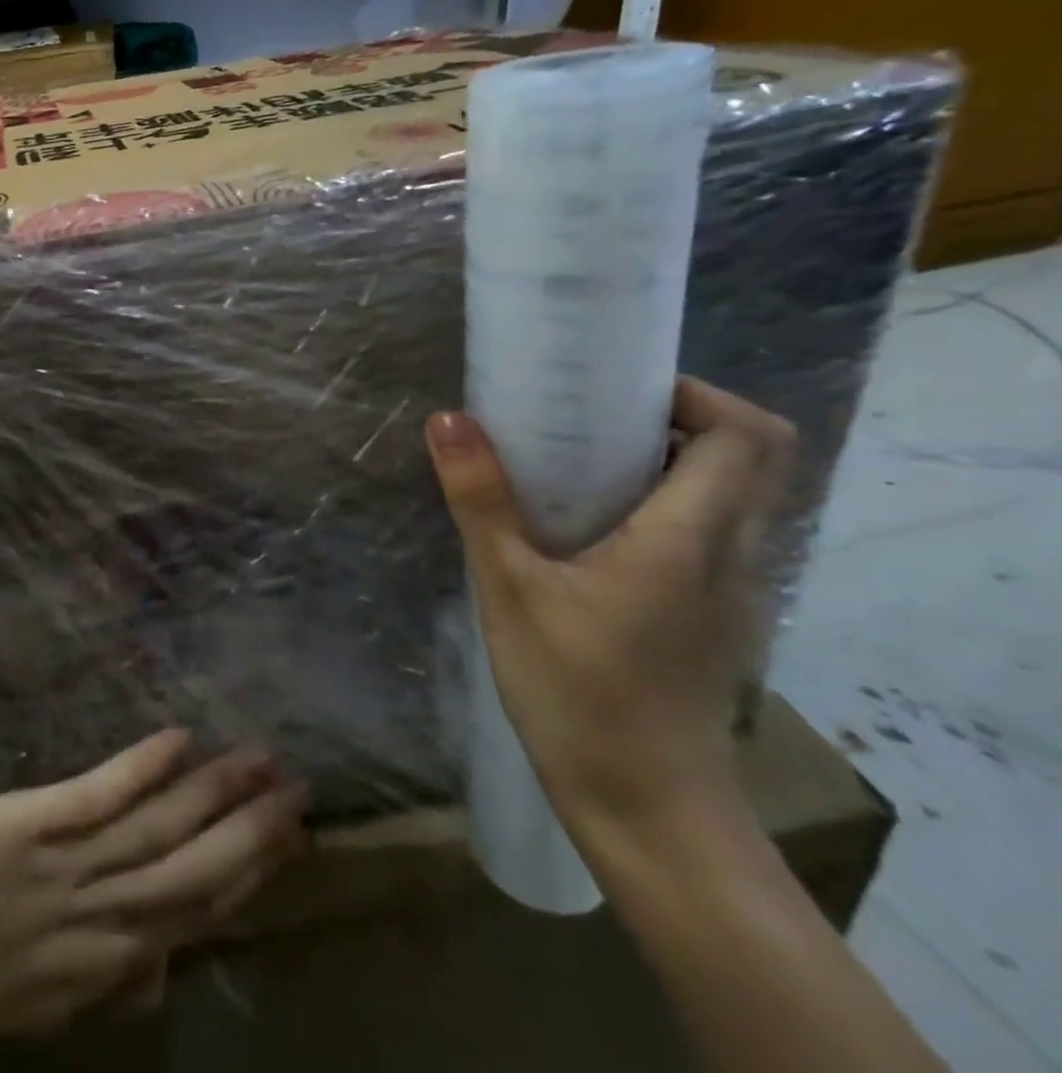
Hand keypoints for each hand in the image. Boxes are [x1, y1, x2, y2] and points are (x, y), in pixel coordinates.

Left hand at [0, 731, 306, 1053]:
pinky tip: (179, 739)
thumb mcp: (59, 1001)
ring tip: (258, 759)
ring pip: (160, 828)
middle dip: (254, 830)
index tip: (292, 835)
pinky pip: (98, 795)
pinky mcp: (32, 822)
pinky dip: (142, 768)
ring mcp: (70, 864)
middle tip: (298, 788)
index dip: (254, 871)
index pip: (204, 911)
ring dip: (214, 792)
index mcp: (117, 958)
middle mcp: (108, 913)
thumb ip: (118, 977)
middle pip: (198, 870)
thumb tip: (172, 959)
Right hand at [426, 377, 795, 846]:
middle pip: (749, 459)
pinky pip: (710, 537)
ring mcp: (730, 592)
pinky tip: (592, 531)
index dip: (696, 394)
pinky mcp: (713, 619)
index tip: (619, 390)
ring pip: (732, 499)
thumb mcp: (511, 587)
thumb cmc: (578, 691)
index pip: (745, 434)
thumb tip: (450, 420)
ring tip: (584, 462)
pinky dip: (668, 508)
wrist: (647, 810)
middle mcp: (731, 555)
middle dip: (679, 420)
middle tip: (593, 417)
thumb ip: (481, 500)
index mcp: (691, 536)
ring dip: (672, 463)